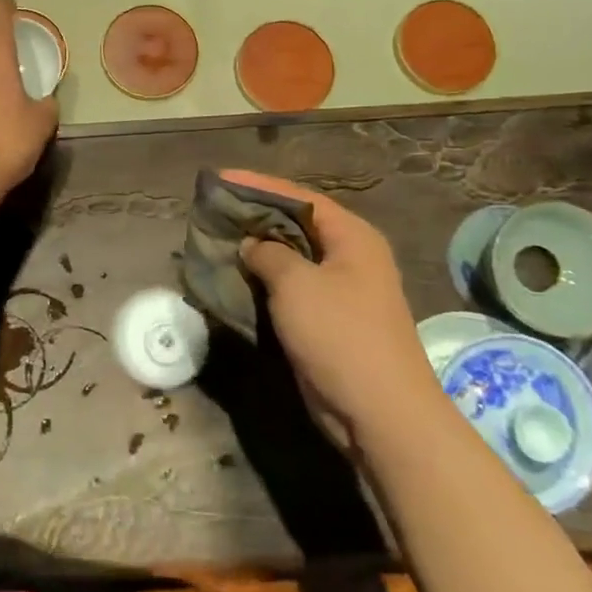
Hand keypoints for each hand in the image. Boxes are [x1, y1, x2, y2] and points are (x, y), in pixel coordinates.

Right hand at [221, 169, 441, 446]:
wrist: (378, 412)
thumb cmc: (339, 334)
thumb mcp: (296, 283)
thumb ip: (268, 253)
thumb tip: (251, 244)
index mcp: (352, 237)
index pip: (300, 198)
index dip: (258, 186)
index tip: (219, 179)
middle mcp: (349, 257)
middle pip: (295, 225)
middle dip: (254, 217)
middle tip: (213, 210)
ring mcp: (339, 292)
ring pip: (290, 259)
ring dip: (256, 251)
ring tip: (215, 241)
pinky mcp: (326, 321)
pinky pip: (289, 289)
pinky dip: (262, 281)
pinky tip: (232, 279)